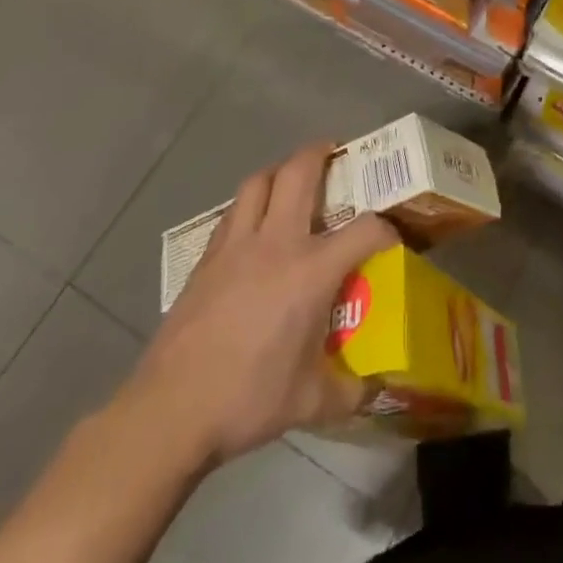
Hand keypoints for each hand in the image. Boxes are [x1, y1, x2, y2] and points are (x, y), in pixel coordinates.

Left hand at [118, 143, 397, 469]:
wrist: (171, 410)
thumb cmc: (248, 399)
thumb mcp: (311, 403)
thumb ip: (349, 390)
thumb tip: (374, 387)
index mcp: (310, 271)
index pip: (364, 229)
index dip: (385, 228)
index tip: (392, 238)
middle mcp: (276, 243)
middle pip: (298, 172)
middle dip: (319, 153)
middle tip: (333, 152)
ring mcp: (236, 246)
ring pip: (258, 182)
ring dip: (279, 171)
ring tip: (291, 180)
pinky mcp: (206, 258)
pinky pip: (233, 212)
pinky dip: (249, 205)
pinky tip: (253, 227)